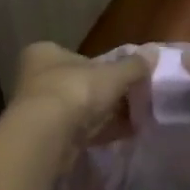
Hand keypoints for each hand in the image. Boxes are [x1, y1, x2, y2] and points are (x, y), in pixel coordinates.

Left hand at [9, 42, 151, 151]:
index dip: (103, 66)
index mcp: (45, 54)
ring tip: (136, 119)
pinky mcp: (46, 137)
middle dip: (106, 94)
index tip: (125, 77)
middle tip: (134, 99)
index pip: (77, 56)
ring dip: (105, 115)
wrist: (47, 136)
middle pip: (79, 84)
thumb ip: (133, 65)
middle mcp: (36, 78)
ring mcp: (39, 110)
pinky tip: (125, 134)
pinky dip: (101, 132)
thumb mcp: (112, 74)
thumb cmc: (75, 91)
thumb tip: (153, 53)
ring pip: (79, 110)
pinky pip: (79, 131)